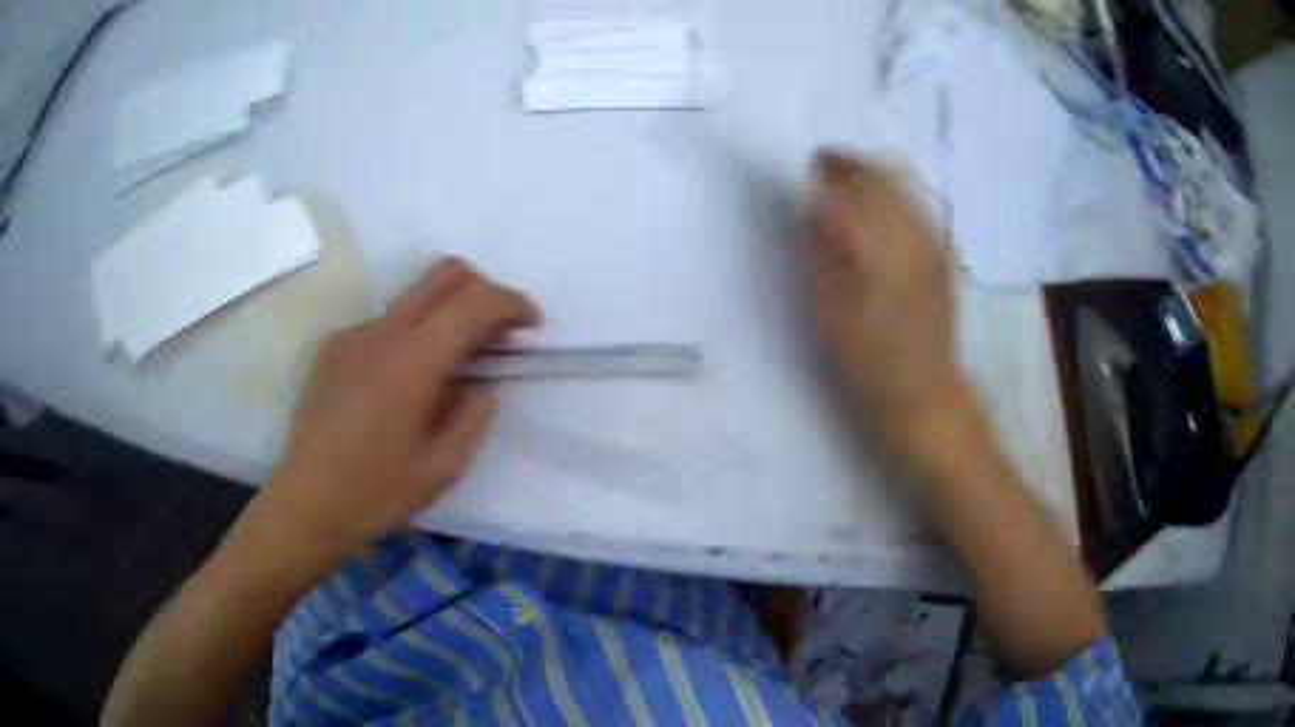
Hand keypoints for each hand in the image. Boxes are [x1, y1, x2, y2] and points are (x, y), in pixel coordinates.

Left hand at [261, 259, 540, 558]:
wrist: (305, 503)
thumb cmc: (375, 493)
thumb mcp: (442, 468)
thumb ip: (473, 417)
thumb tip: (484, 385)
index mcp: (414, 359)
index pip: (474, 300)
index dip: (512, 302)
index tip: (532, 325)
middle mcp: (383, 331)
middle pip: (444, 274)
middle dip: (482, 291)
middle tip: (497, 333)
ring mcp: (353, 334)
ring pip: (413, 297)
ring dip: (445, 315)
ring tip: (450, 367)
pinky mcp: (333, 347)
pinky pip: (384, 326)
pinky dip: (409, 338)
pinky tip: (401, 386)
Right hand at [807, 150, 962, 441]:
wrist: (925, 392)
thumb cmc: (868, 360)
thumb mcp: (829, 311)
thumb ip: (820, 251)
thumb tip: (812, 206)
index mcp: (881, 249)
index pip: (850, 191)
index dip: (825, 174)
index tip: (805, 169)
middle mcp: (913, 235)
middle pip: (881, 177)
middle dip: (850, 164)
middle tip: (823, 165)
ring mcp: (933, 241)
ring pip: (902, 185)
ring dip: (872, 173)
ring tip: (847, 180)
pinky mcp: (943, 252)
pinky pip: (916, 203)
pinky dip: (892, 192)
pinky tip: (877, 207)